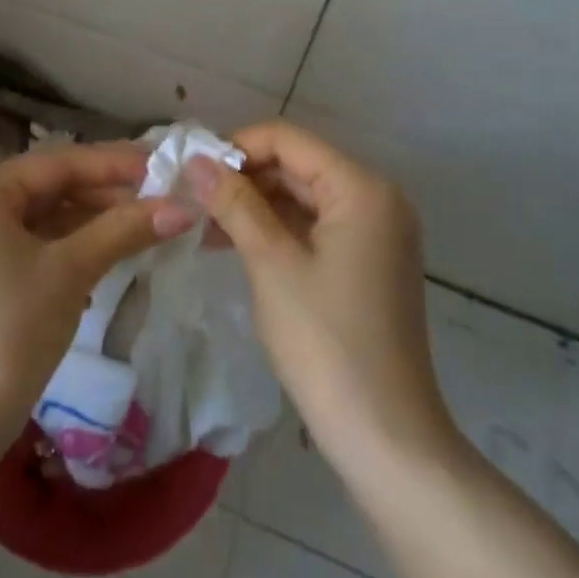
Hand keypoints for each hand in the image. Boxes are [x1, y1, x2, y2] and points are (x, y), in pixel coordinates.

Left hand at [0, 145, 195, 436]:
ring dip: (98, 220)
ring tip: (150, 221)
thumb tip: (186, 206)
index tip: (165, 164)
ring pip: (50, 215)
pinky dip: (77, 244)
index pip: (60, 162)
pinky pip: (40, 242)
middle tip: (164, 195)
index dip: (115, 163)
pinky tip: (115, 250)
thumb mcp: (71, 271)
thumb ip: (125, 229)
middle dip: (109, 194)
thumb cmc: (9, 330)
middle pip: (55, 186)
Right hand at [187, 121, 453, 470]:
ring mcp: (376, 231)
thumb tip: (196, 160)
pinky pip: (316, 226)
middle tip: (192, 199)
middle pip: (297, 165)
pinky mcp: (369, 260)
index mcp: (361, 188)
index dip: (236, 147)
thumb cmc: (326, 342)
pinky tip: (235, 244)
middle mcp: (376, 198)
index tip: (192, 170)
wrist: (386, 438)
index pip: (288, 139)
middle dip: (244, 178)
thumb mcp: (271, 263)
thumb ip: (234, 203)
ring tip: (205, 224)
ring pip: (303, 196)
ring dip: (255, 205)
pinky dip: (278, 230)